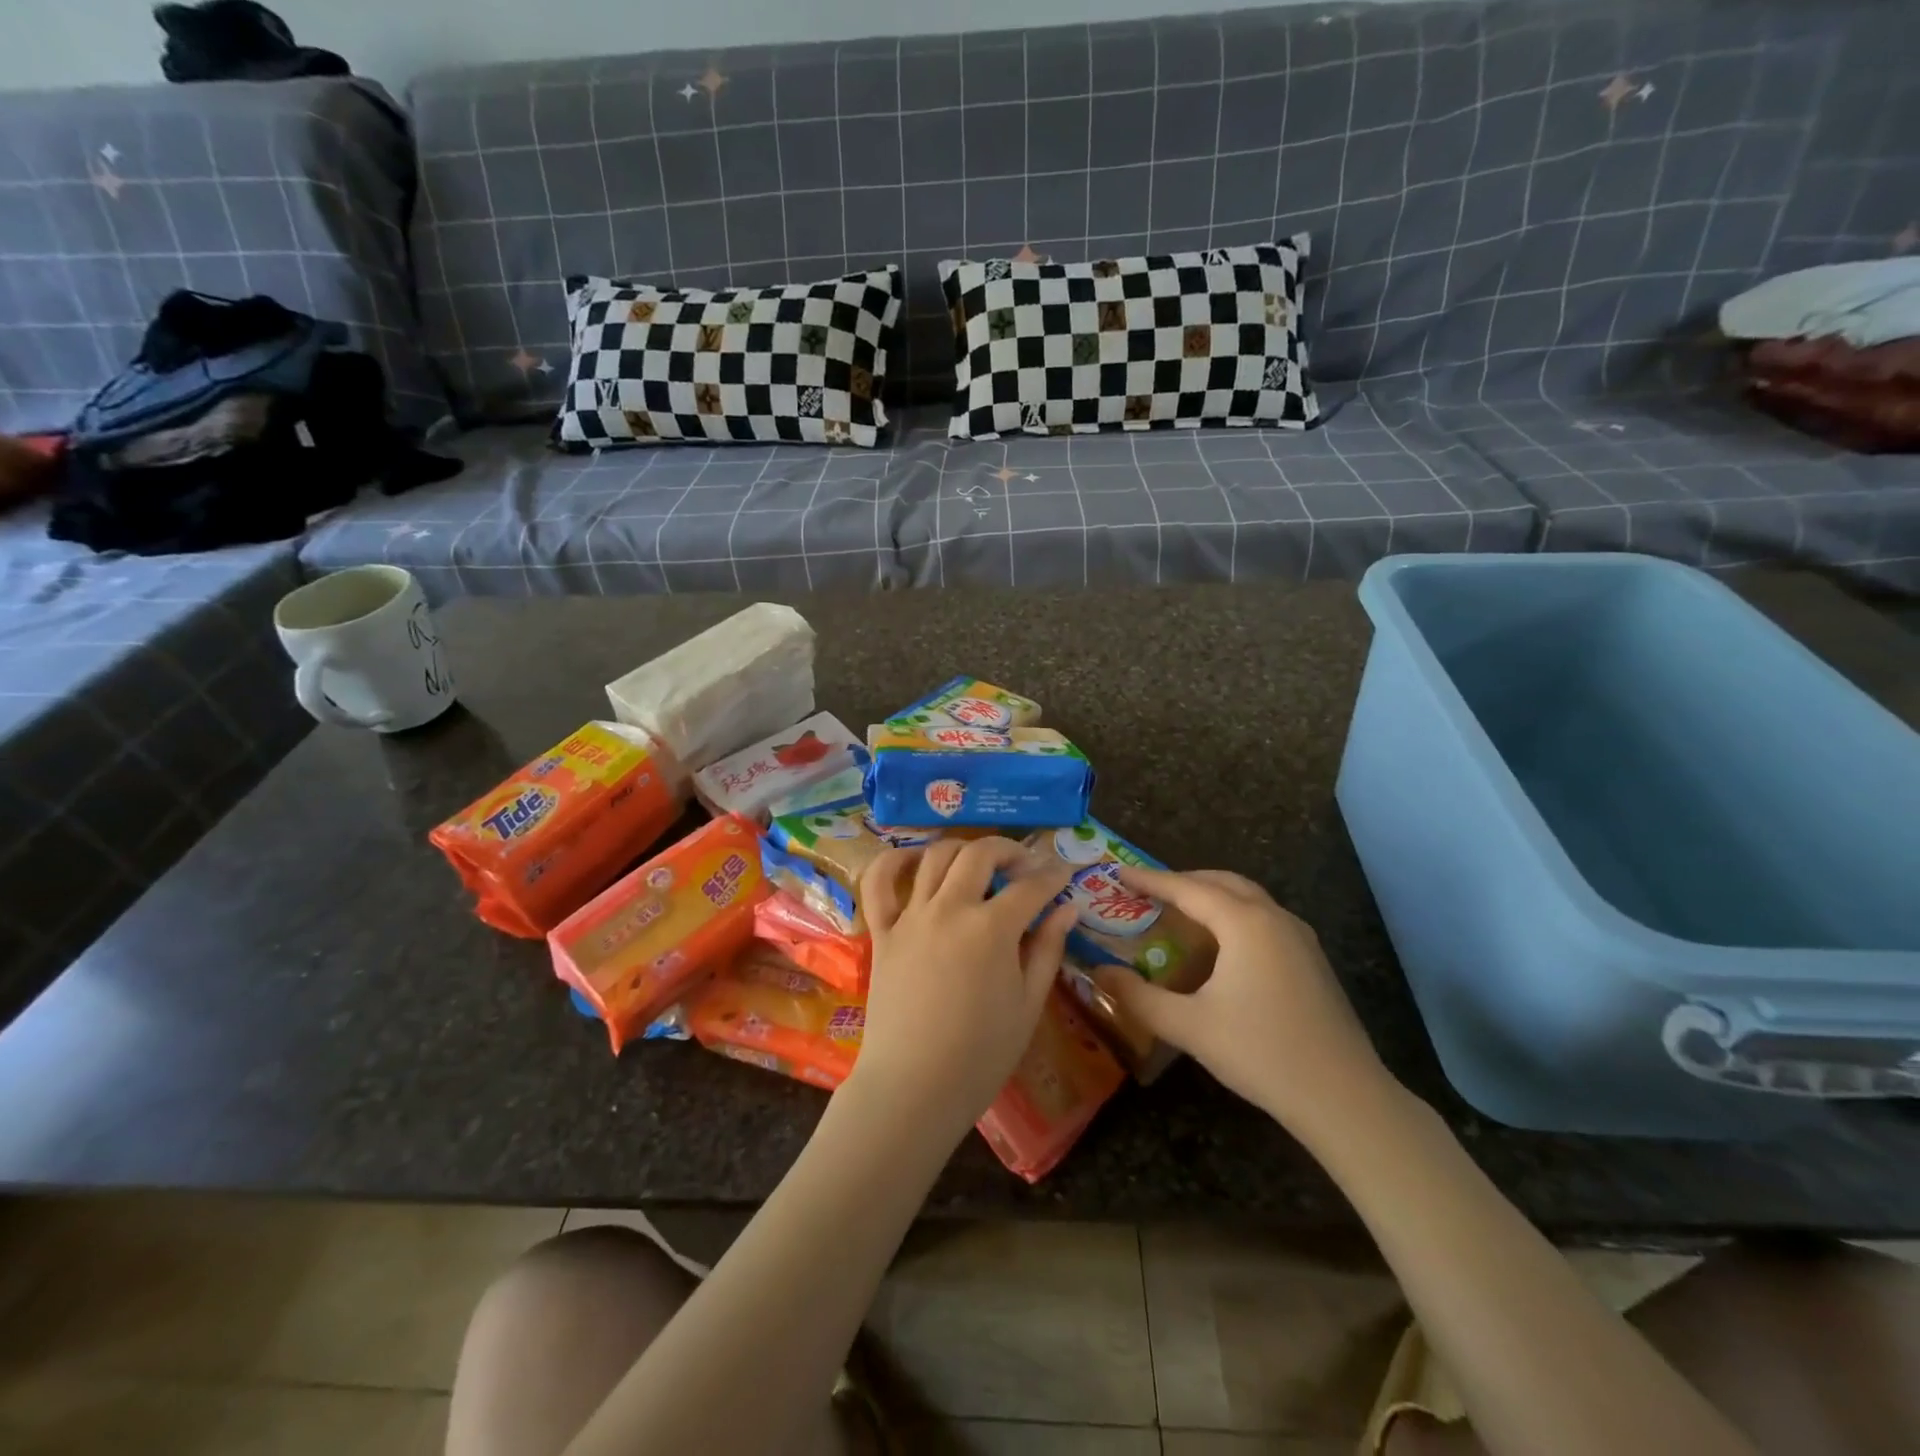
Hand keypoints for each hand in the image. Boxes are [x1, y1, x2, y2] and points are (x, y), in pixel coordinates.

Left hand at [847, 839, 1077, 1142]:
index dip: (1053, 876)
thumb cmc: (981, 1055)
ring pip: (935, 857)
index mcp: (992, 929)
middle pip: (980, 855)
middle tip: (1025, 865)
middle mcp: (950, 909)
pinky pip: (878, 883)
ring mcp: (911, 917)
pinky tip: (914, 860)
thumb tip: (1069, 907)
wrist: (914, 1088)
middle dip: (1009, 850)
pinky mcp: (882, 932)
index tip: (1065, 874)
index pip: (1030, 887)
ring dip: (963, 849)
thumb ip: (1048, 948)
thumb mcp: (1028, 1005)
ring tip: (979, 863)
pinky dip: (894, 861)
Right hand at [1092, 867, 1397, 1138]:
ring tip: (1179, 911)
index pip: (1186, 888)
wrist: (1344, 1097)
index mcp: (1244, 923)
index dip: (1149, 880)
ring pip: (1247, 897)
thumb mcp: (1189, 1026)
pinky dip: (1234, 914)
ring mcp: (1299, 937)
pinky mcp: (1312, 959)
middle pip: (1221, 882)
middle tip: (1147, 891)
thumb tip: (1098, 973)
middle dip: (1182, 881)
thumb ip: (1138, 997)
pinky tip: (1222, 945)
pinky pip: (1264, 918)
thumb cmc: (1261, 1053)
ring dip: (1211, 895)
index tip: (1117, 873)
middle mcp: (1274, 917)